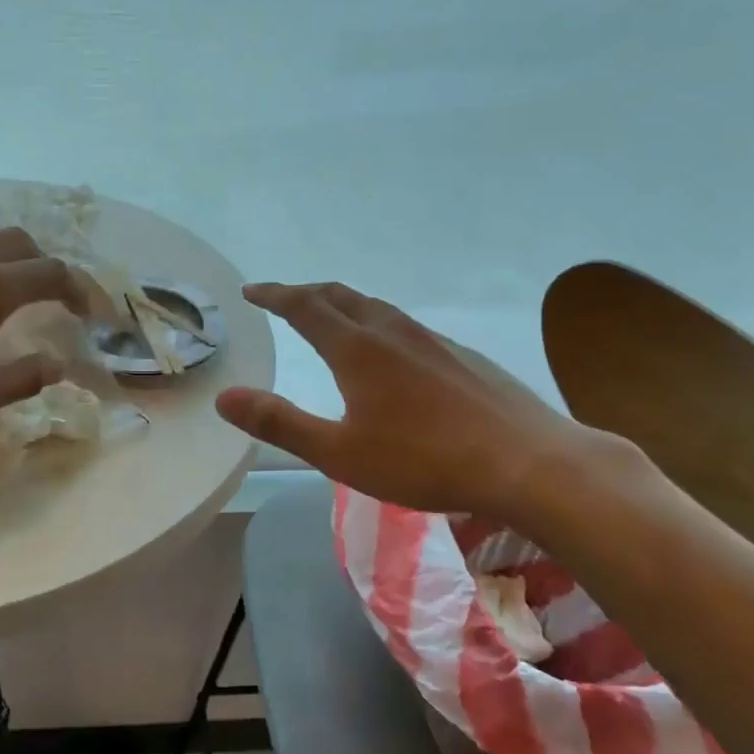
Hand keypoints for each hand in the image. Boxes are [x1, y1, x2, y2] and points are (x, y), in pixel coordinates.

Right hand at [216, 282, 620, 525]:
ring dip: (343, 304)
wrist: (529, 463)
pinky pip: (405, 326)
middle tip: (283, 298)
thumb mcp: (339, 452)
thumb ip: (279, 423)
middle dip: (305, 293)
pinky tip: (390, 352)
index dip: (274, 295)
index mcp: (356, 349)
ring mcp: (432, 340)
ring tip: (330, 317)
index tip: (251, 290)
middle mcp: (392, 332)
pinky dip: (378, 323)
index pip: (304, 306)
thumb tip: (224, 397)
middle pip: (340, 296)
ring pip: (376, 307)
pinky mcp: (463, 356)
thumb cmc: (425, 460)